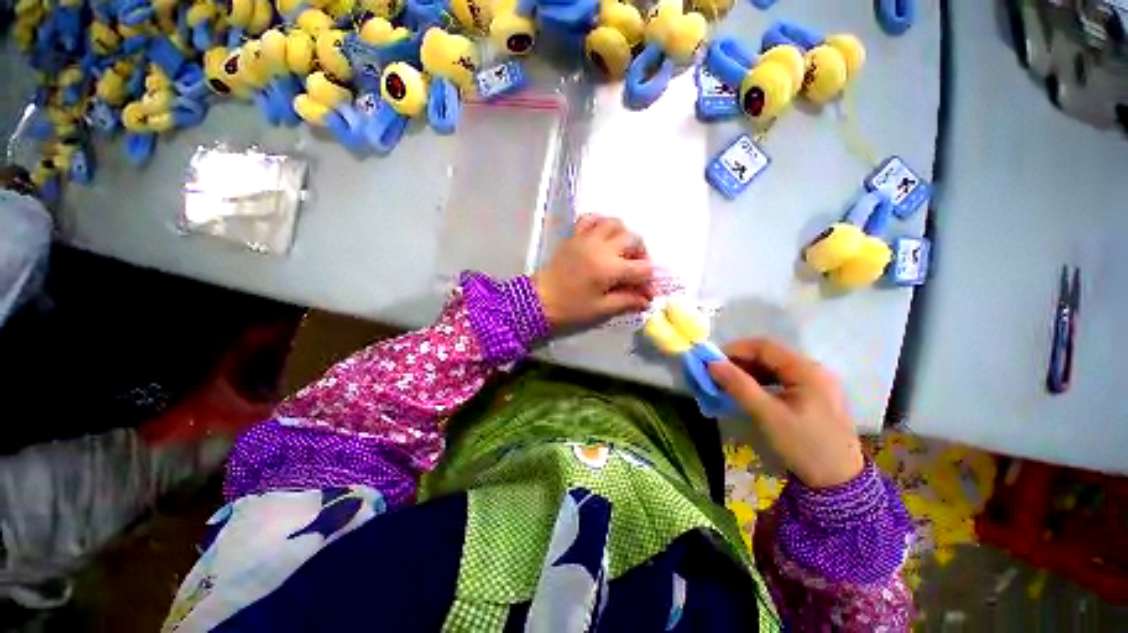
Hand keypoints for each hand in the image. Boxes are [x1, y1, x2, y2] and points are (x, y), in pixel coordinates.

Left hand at [533, 215, 654, 329]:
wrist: (537, 302)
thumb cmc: (571, 309)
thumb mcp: (602, 310)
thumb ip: (628, 301)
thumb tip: (646, 299)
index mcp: (610, 268)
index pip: (643, 267)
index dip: (649, 280)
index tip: (645, 292)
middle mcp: (602, 248)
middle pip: (634, 239)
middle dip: (641, 254)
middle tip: (635, 270)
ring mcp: (587, 238)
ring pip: (615, 223)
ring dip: (624, 235)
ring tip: (621, 251)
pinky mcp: (574, 236)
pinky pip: (591, 218)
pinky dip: (601, 223)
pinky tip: (603, 236)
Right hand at [708, 339, 863, 487]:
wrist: (838, 477)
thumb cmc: (804, 446)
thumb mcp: (770, 418)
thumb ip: (742, 389)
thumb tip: (713, 365)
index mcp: (807, 368)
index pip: (766, 347)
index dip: (737, 350)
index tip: (712, 361)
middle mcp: (817, 369)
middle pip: (776, 357)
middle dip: (746, 363)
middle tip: (718, 377)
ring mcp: (822, 383)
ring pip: (784, 371)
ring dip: (758, 376)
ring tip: (733, 388)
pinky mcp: (823, 398)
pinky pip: (793, 384)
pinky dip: (772, 387)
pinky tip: (759, 398)